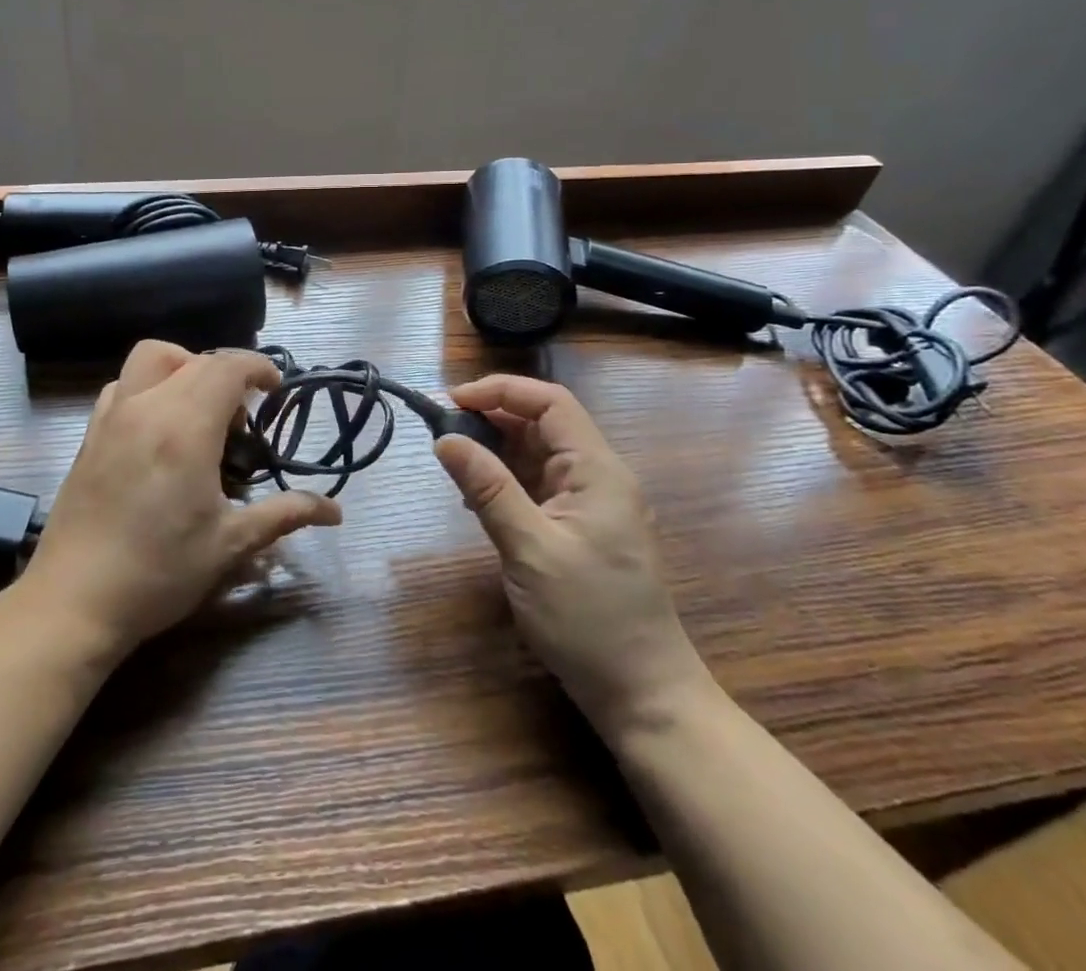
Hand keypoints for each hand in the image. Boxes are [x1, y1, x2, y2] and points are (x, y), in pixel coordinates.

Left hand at [25, 341, 342, 656]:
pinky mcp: (89, 434)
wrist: (73, 602)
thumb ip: (284, 515)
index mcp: (185, 427)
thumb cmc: (159, 573)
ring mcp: (112, 417)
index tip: (274, 391)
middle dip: (226, 374)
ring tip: (198, 414)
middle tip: (241, 421)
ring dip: (184, 368)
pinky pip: (124, 384)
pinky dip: (149, 387)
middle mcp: (146, 407)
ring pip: (151, 359)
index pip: (226, 366)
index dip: (257, 367)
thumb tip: (335, 512)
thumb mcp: (229, 545)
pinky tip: (158, 431)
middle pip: (194, 359)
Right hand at [433, 375, 710, 741]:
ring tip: (452, 460)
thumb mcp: (529, 549)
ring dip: (495, 449)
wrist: (643, 695)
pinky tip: (476, 495)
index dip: (500, 391)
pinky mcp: (580, 528)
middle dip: (492, 417)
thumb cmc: (589, 619)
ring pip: (537, 454)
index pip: (549, 402)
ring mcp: (590, 503)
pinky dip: (505, 479)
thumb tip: (444, 438)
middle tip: (441, 431)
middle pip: (542, 423)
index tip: (451, 401)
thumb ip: (487, 488)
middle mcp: (597, 476)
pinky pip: (538, 485)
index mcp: (596, 470)